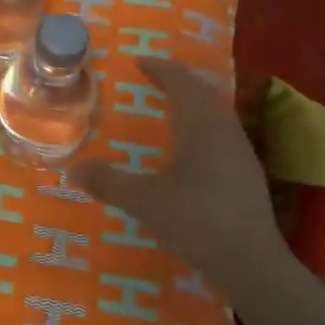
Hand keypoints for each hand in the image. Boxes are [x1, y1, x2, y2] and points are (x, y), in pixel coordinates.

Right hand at [71, 57, 286, 286]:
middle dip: (179, 81)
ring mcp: (241, 153)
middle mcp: (226, 131)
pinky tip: (192, 148)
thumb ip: (109, 183)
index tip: (140, 62)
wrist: (252, 262)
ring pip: (217, 113)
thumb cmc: (197, 221)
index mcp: (202, 126)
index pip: (182, 83)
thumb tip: (73, 170)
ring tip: (171, 107)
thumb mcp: (145, 201)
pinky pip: (222, 133)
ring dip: (194, 103)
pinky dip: (203, 125)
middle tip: (154, 78)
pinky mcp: (247, 175)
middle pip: (204, 93)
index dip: (160, 69)